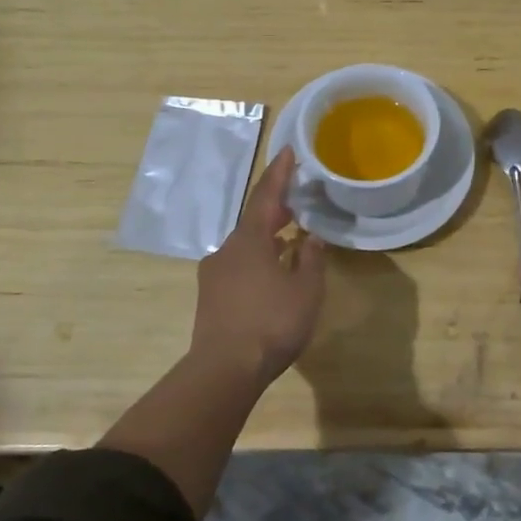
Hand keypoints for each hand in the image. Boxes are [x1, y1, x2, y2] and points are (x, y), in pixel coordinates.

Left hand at [191, 148, 326, 383]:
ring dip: (266, 238)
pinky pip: (238, 267)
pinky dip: (257, 261)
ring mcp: (214, 274)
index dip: (280, 173)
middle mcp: (227, 249)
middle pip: (253, 220)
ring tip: (289, 239)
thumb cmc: (271, 322)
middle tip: (296, 201)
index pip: (266, 196)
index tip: (288, 151)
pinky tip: (271, 275)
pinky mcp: (210, 297)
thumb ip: (310, 260)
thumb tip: (310, 239)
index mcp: (250, 240)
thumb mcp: (305, 290)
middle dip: (275, 209)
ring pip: (244, 246)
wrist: (224, 369)